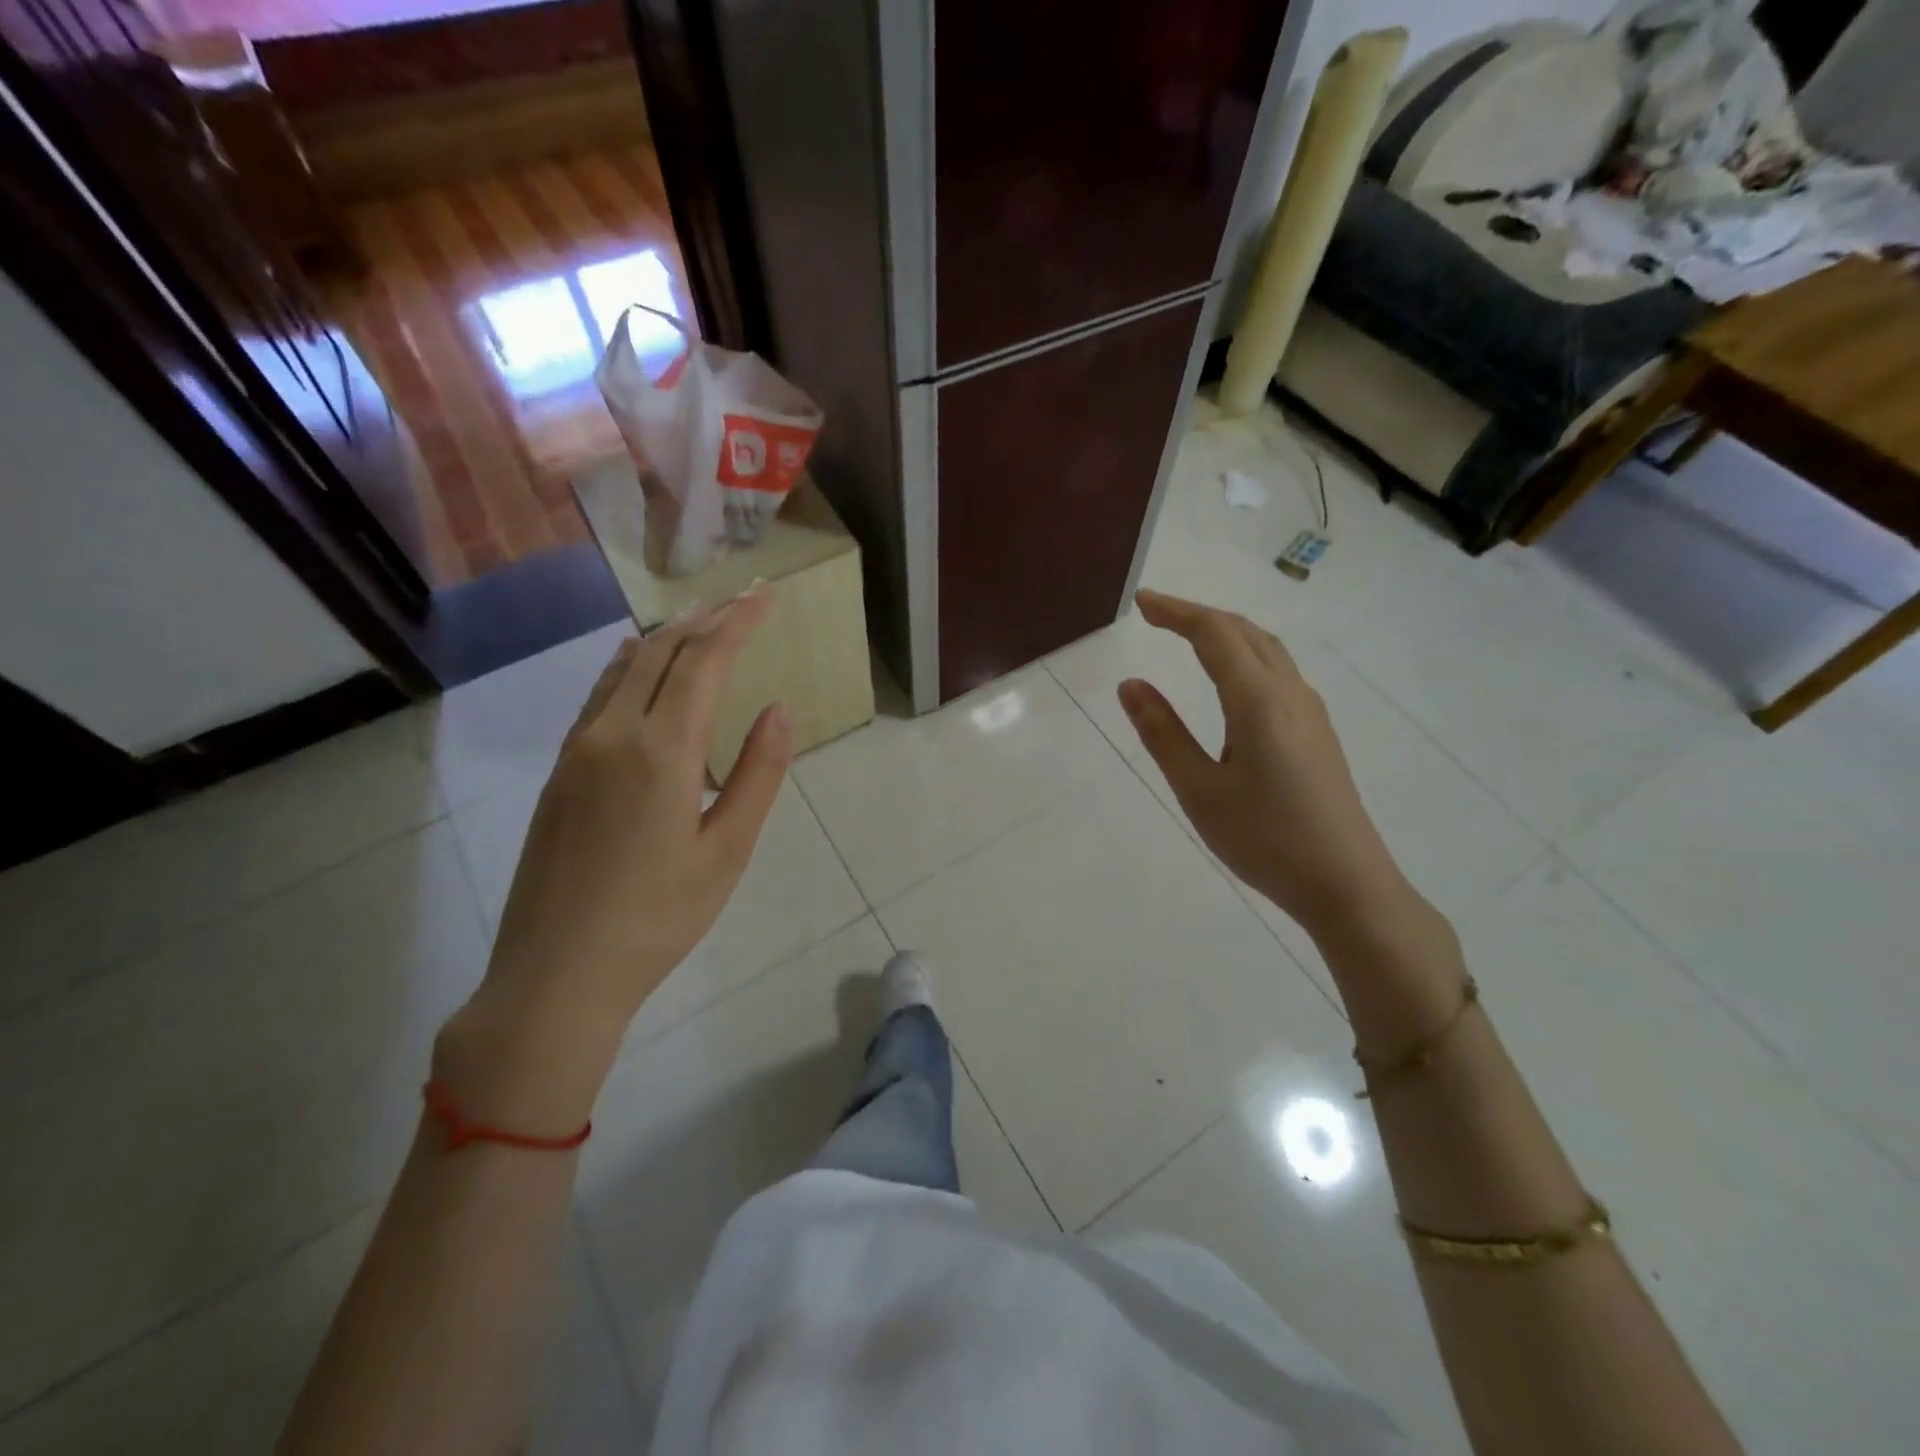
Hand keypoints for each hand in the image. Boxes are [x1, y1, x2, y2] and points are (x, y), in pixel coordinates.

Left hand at [438, 586, 792, 1128]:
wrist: (555, 974)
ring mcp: (577, 751)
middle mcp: (612, 734)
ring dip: (666, 637)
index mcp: (661, 751)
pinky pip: (599, 697)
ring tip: (701, 623)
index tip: (766, 594)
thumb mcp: (727, 851)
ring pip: (623, 668)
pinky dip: (631, 667)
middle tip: (742, 598)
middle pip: (659, 651)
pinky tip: (641, 670)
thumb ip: (758, 774)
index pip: (703, 661)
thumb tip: (779, 709)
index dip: (738, 621)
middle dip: (705, 617)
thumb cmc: (658, 918)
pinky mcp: (558, 773)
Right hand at [1117, 590, 1413, 940]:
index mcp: (1258, 700)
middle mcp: (1289, 693)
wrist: (1346, 884)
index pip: (1214, 634)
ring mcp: (1310, 712)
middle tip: (1156, 614)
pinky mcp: (1318, 733)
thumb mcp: (1199, 790)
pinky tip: (1231, 680)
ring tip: (1188, 636)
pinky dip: (1245, 655)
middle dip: (1198, 615)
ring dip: (1225, 632)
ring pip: (1266, 650)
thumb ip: (1163, 734)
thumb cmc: (1265, 839)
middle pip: (1244, 632)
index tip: (1140, 602)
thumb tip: (1130, 685)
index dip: (1175, 612)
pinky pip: (1278, 672)